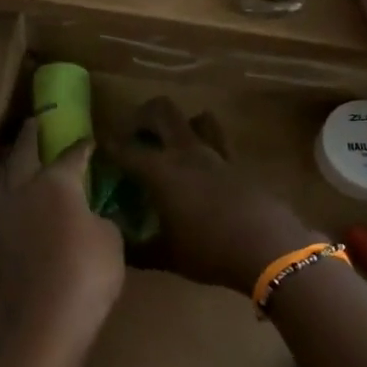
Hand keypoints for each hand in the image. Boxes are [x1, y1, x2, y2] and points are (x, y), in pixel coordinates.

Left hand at [0, 119, 125, 356]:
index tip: (89, 140)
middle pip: (22, 153)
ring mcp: (4, 217)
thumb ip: (100, 219)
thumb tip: (92, 216)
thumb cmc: (88, 271)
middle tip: (34, 122)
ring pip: (1, 178)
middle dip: (29, 136)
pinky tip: (14, 201)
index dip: (82, 146)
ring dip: (9, 162)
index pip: (70, 155)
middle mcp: (23, 191)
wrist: (45, 319)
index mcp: (55, 182)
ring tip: (14, 154)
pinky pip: (0, 207)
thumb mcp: (111, 240)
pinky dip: (7, 195)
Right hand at [121, 97, 317, 296]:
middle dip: (141, 116)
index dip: (107, 146)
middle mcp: (186, 152)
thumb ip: (136, 249)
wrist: (270, 249)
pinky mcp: (240, 165)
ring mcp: (217, 155)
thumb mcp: (166, 256)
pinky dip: (205, 147)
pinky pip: (219, 143)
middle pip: (161, 110)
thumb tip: (114, 246)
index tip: (96, 149)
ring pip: (197, 119)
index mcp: (161, 171)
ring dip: (180, 125)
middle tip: (133, 135)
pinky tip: (201, 171)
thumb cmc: (210, 252)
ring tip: (170, 145)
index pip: (124, 148)